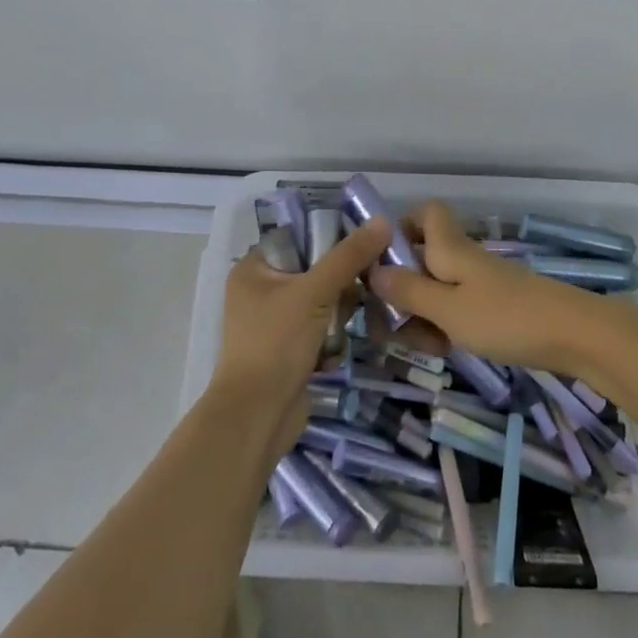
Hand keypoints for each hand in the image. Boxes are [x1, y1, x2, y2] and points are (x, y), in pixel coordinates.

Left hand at [212, 216, 392, 440]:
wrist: (258, 417)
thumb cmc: (277, 343)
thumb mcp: (315, 292)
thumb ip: (349, 257)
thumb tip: (383, 220)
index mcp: (254, 269)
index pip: (300, 237)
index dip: (332, 237)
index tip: (367, 242)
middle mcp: (261, 291)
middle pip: (315, 270)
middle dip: (342, 283)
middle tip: (367, 284)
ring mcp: (275, 323)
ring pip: (323, 301)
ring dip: (340, 313)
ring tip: (350, 322)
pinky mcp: (289, 350)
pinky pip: (321, 329)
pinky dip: (332, 338)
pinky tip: (336, 350)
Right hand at [369, 201, 600, 372]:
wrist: (574, 335)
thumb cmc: (506, 317)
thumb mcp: (448, 309)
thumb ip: (410, 291)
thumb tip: (373, 271)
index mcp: (450, 248)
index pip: (426, 213)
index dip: (402, 227)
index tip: (381, 261)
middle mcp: (463, 259)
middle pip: (422, 259)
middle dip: (401, 290)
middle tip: (390, 326)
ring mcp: (481, 283)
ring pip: (437, 289)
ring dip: (421, 315)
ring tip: (422, 347)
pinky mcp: (495, 307)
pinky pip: (457, 309)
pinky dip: (445, 326)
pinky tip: (445, 351)